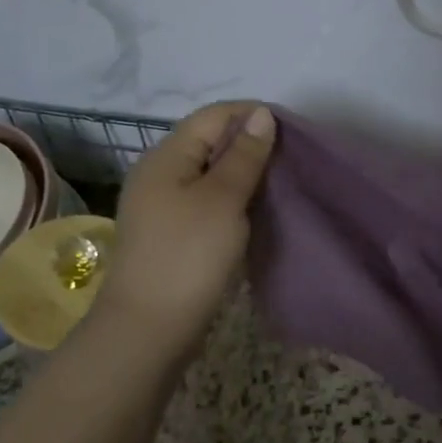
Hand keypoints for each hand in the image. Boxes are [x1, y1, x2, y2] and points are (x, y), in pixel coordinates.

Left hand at [95, 101, 276, 348]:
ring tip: (279, 184)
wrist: (149, 328)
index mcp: (165, 157)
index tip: (291, 131)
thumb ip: (244, 155)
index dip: (250, 115)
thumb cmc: (188, 255)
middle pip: (209, 143)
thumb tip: (261, 114)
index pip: (212, 116)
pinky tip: (255, 212)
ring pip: (209, 174)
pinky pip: (206, 202)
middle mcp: (159, 174)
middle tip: (290, 159)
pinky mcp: (171, 234)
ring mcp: (162, 206)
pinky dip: (232, 200)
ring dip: (243, 174)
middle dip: (249, 145)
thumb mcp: (222, 199)